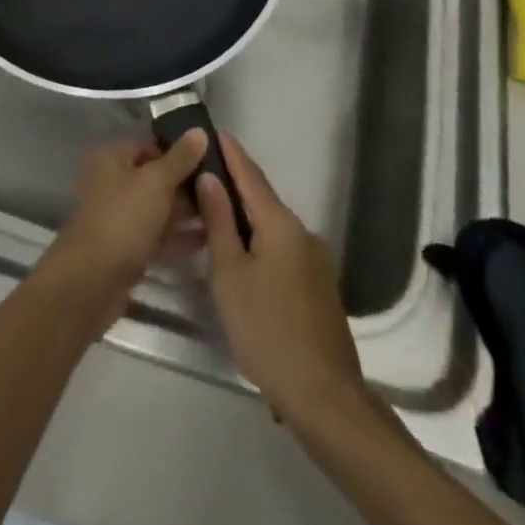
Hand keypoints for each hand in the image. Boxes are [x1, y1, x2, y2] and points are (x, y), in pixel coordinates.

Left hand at [34, 132, 207, 338]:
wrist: (92, 281)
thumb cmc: (123, 219)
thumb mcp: (156, 182)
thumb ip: (180, 158)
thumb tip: (200, 131)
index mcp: (112, 159)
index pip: (149, 147)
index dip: (178, 152)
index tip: (210, 161)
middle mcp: (113, 184)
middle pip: (154, 179)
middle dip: (185, 185)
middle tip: (223, 189)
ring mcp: (119, 219)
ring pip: (157, 210)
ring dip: (185, 212)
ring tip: (223, 214)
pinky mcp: (126, 250)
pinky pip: (157, 237)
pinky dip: (178, 237)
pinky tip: (208, 240)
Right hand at [196, 133, 367, 426]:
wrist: (324, 395)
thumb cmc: (266, 328)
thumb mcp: (230, 273)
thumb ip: (219, 221)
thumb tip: (210, 177)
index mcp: (280, 223)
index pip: (250, 175)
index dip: (231, 152)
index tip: (214, 130)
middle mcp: (302, 232)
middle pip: (262, 199)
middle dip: (233, 184)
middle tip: (201, 174)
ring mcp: (314, 260)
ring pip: (271, 227)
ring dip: (243, 218)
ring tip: (211, 217)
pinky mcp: (317, 286)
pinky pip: (282, 249)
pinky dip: (258, 242)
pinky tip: (240, 257)